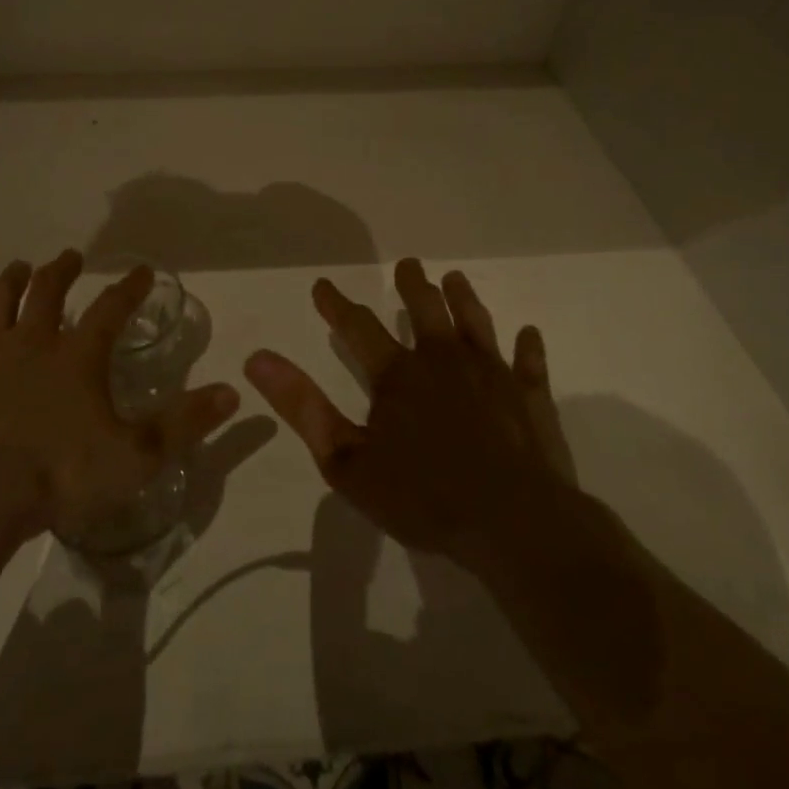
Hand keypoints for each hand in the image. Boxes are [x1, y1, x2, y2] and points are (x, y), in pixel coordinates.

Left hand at [0, 250, 240, 539]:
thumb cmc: (61, 475)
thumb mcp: (137, 456)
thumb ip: (185, 423)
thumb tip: (233, 393)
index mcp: (77, 357)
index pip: (110, 310)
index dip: (129, 289)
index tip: (141, 271)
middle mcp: (31, 343)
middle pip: (48, 293)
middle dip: (61, 271)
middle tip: (70, 256)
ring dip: (9, 282)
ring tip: (18, 265)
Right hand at [243, 258, 574, 572]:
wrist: (513, 524)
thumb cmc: (424, 497)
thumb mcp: (346, 461)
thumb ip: (303, 407)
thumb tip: (258, 360)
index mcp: (397, 375)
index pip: (358, 327)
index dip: (336, 304)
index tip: (323, 285)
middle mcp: (443, 361)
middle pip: (425, 310)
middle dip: (412, 285)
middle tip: (407, 264)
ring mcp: (492, 374)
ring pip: (475, 324)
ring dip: (463, 299)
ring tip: (454, 278)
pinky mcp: (530, 397)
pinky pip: (529, 363)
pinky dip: (528, 347)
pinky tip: (529, 333)